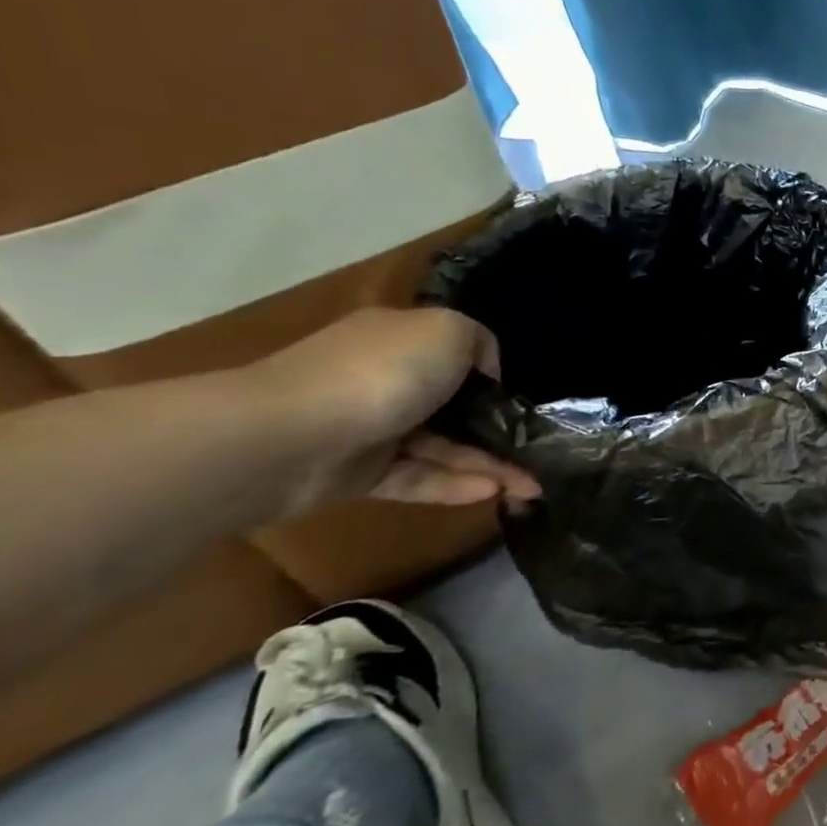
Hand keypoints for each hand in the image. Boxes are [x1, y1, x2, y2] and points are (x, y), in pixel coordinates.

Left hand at [252, 308, 541, 510]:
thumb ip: (481, 342)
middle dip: (498, 429)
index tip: (522, 401)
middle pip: (453, 406)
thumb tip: (486, 372)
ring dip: (488, 464)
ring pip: (441, 447)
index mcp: (400, 339)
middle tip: (538, 452)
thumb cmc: (382, 373)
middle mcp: (384, 378)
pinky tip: (491, 494)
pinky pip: (416, 478)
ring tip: (531, 487)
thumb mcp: (450, 331)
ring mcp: (369, 427)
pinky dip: (453, 485)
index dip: (493, 376)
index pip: (455, 353)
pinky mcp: (357, 473)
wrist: (288, 437)